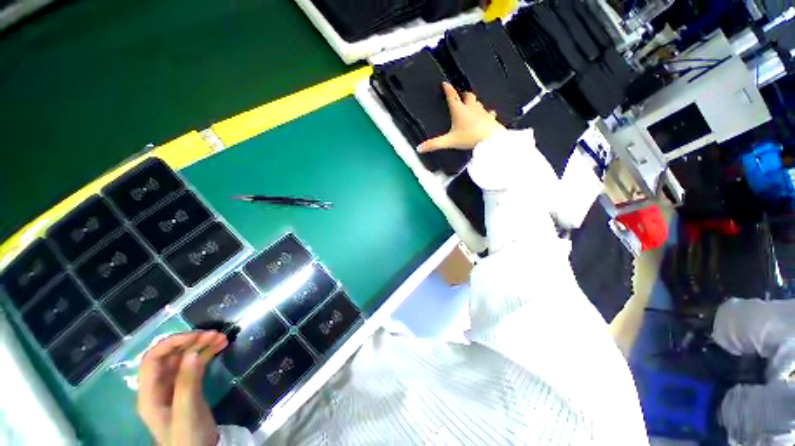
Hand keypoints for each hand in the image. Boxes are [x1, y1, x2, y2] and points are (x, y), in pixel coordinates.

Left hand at [137, 330, 227, 445]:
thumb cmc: (187, 438)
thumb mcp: (186, 413)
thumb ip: (187, 385)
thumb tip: (192, 354)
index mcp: (149, 394)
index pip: (153, 360)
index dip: (171, 343)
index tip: (196, 336)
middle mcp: (159, 387)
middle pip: (170, 356)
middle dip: (190, 342)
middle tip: (214, 334)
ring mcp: (174, 387)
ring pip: (184, 358)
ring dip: (201, 345)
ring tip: (222, 337)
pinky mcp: (189, 388)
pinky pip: (195, 365)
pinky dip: (207, 354)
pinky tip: (220, 347)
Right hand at [418, 82, 504, 152]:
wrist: (490, 139)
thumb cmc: (470, 137)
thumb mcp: (449, 141)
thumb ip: (434, 144)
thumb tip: (420, 148)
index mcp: (459, 110)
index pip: (452, 96)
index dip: (448, 89)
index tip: (445, 84)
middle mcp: (471, 108)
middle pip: (467, 96)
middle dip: (463, 95)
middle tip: (460, 95)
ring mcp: (482, 112)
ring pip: (478, 102)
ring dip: (474, 102)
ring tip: (472, 104)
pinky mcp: (490, 118)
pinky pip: (489, 113)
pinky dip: (487, 113)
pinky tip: (488, 115)